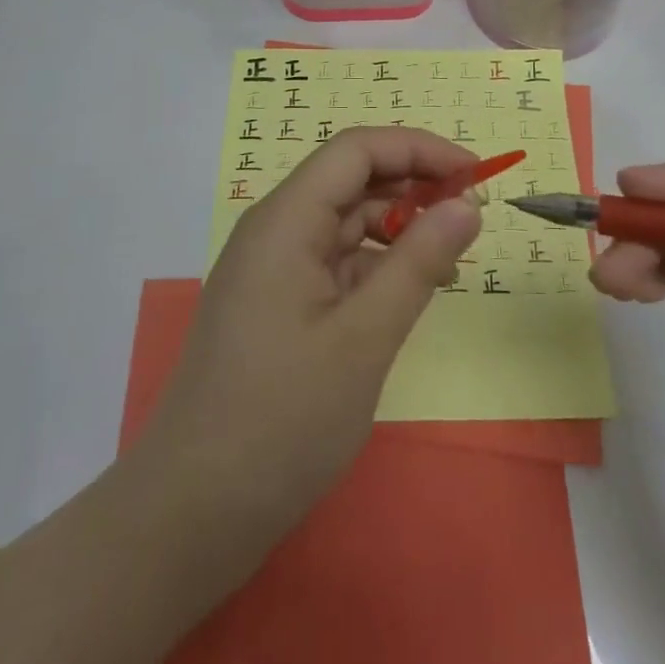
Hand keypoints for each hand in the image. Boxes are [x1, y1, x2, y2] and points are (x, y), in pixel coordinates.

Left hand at [139, 127, 482, 550]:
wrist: (190, 514)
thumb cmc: (280, 420)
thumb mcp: (363, 339)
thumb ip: (419, 263)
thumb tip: (468, 205)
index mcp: (286, 220)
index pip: (357, 150)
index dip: (418, 149)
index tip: (474, 174)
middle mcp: (276, 231)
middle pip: (350, 180)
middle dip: (413, 185)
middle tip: (471, 215)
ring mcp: (273, 269)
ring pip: (345, 222)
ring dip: (398, 227)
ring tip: (448, 256)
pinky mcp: (277, 304)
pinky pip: (335, 262)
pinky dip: (377, 265)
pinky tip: (408, 290)